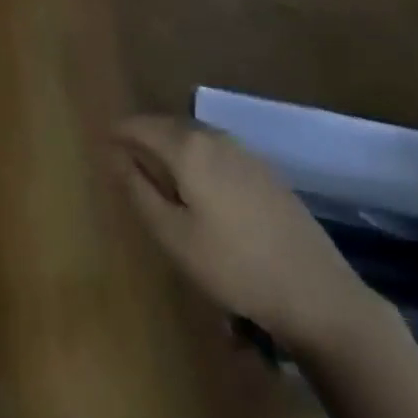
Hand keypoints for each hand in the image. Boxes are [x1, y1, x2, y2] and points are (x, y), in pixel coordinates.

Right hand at [112, 116, 379, 358]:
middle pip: (169, 126)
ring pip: (195, 137)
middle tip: (123, 154)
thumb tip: (114, 155)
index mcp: (189, 148)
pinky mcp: (265, 172)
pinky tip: (197, 185)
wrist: (315, 291)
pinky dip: (196, 157)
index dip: (119, 131)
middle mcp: (216, 138)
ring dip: (171, 146)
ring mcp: (245, 153)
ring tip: (156, 169)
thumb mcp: (173, 235)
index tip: (101, 140)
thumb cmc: (233, 266)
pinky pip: (216, 151)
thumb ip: (139, 191)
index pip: (142, 126)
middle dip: (144, 135)